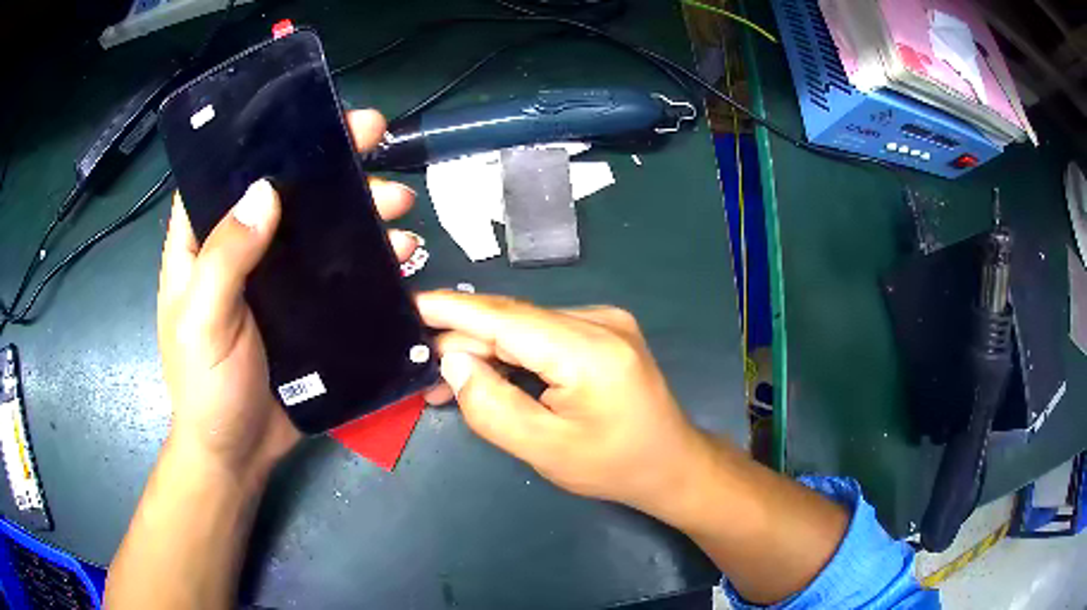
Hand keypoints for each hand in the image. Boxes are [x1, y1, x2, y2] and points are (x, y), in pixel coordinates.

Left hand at [157, 109, 417, 477]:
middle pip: (286, 190)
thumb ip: (226, 258)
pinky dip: (372, 258)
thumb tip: (265, 190)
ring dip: (361, 209)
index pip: (226, 173)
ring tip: (400, 204)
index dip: (262, 138)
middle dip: (331, 162)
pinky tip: (400, 254)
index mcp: (203, 244)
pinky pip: (341, 272)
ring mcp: (278, 280)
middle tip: (376, 137)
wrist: (238, 452)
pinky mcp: (307, 309)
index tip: (307, 114)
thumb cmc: (207, 388)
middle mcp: (241, 250)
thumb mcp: (203, 322)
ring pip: (321, 228)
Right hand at [417, 291, 714, 520]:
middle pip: (512, 322)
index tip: (409, 305)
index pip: (505, 318)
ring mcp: (604, 322)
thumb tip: (452, 361)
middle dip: (464, 344)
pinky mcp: (603, 331)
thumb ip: (490, 406)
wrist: (671, 464)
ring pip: (524, 328)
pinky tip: (490, 376)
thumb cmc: (613, 466)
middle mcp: (598, 320)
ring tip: (448, 384)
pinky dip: (512, 354)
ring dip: (486, 352)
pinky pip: (542, 335)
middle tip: (424, 374)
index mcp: (589, 349)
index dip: (452, 310)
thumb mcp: (544, 449)